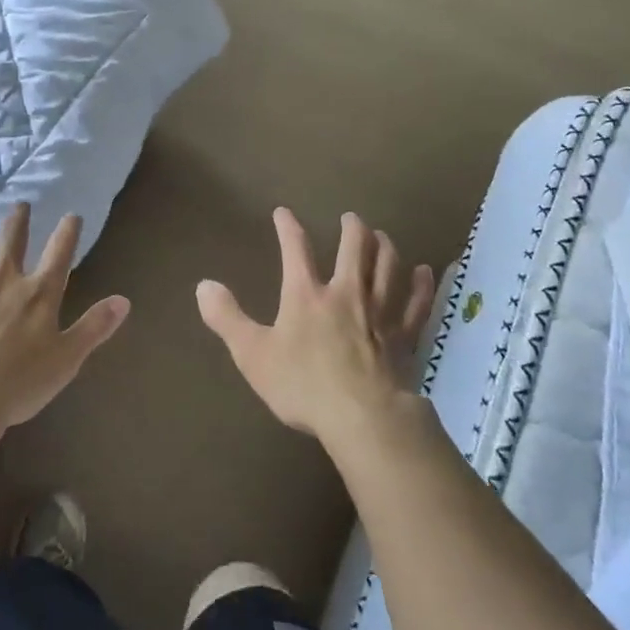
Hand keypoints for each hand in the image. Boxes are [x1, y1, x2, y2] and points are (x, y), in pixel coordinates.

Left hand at [0, 202, 129, 441]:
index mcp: (39, 293)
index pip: (59, 253)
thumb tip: (124, 300)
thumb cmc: (18, 382)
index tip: (72, 215)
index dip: (67, 232)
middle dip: (19, 219)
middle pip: (12, 240)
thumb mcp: (67, 359)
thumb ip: (95, 327)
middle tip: (21, 203)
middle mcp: (3, 279)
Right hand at [196, 208, 435, 446]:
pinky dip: (422, 285)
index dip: (288, 228)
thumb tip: (204, 284)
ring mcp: (380, 312)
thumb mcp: (252, 354)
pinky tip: (425, 272)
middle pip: (354, 249)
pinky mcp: (404, 335)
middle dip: (351, 230)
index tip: (283, 212)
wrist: (362, 417)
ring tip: (382, 236)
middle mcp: (346, 293)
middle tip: (350, 218)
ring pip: (388, 268)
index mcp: (306, 295)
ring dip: (385, 247)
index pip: (295, 250)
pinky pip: (417, 302)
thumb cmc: (303, 385)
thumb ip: (227, 318)